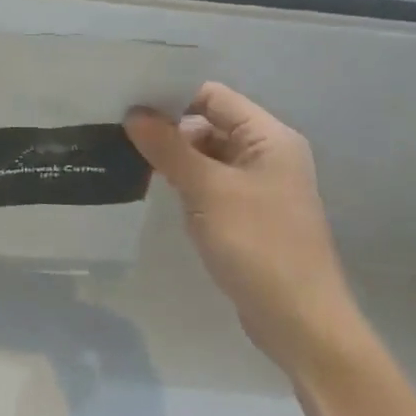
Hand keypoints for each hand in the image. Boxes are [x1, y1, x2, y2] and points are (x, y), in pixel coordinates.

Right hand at [125, 83, 364, 377]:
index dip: (172, 95)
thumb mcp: (207, 189)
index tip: (127, 102)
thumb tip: (134, 113)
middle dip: (166, 127)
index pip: (213, 97)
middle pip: (208, 123)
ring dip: (172, 155)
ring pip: (205, 154)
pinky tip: (152, 187)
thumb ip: (168, 147)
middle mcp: (267, 154)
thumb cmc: (258, 244)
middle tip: (117, 130)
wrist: (299, 320)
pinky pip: (209, 182)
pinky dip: (183, 181)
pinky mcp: (246, 213)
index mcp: (269, 138)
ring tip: (125, 154)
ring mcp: (257, 186)